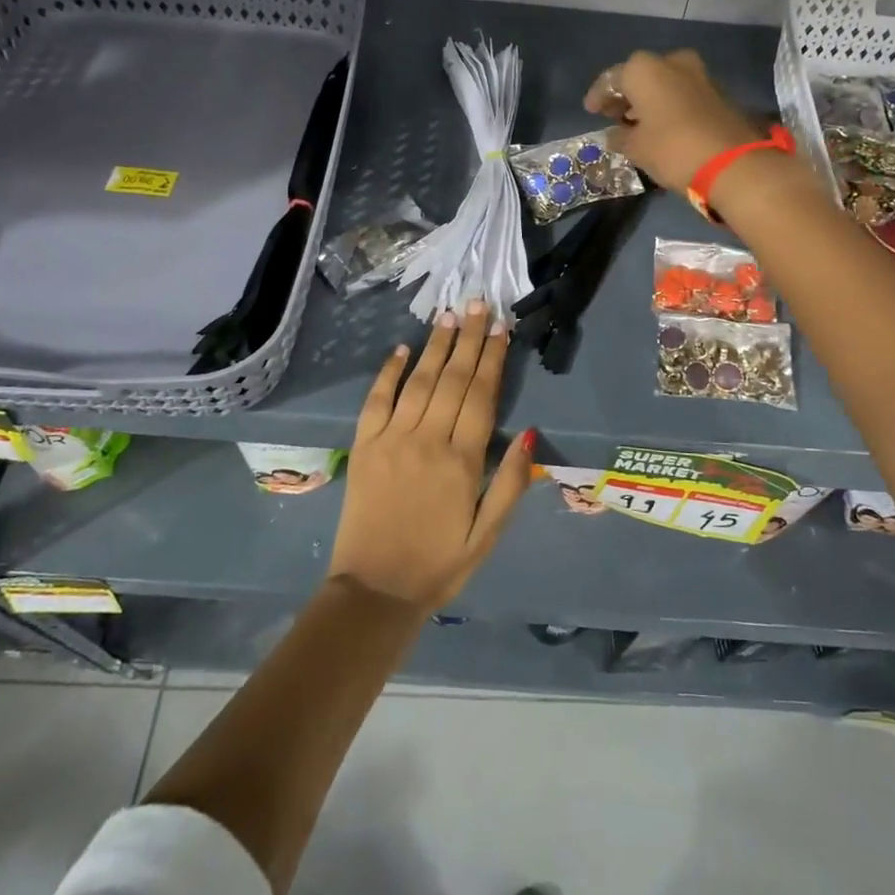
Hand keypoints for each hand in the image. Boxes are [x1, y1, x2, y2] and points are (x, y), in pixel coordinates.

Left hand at [328, 299, 533, 611]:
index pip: (482, 396)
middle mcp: (427, 440)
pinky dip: (389, 372)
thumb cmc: (439, 565)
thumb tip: (530, 433)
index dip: (493, 358)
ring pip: (419, 381)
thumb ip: (509, 483)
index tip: (502, 327)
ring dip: (436, 346)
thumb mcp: (487, 535)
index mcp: (462, 462)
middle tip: (479, 303)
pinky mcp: (363, 446)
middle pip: (453, 379)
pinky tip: (402, 349)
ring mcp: (391, 439)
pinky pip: (376, 400)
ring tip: (450, 315)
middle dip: (469, 338)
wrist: (374, 591)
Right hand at [584, 49, 762, 189]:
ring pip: (664, 83)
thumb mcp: (635, 148)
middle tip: (614, 116)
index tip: (591, 111)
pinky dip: (668, 105)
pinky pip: (682, 93)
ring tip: (636, 124)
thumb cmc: (671, 148)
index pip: (611, 79)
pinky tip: (661, 125)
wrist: (731, 163)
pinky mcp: (717, 91)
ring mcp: (699, 74)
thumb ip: (619, 137)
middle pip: (640, 76)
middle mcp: (671, 62)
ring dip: (649, 100)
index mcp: (644, 69)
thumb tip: (614, 134)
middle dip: (626, 95)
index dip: (598, 96)